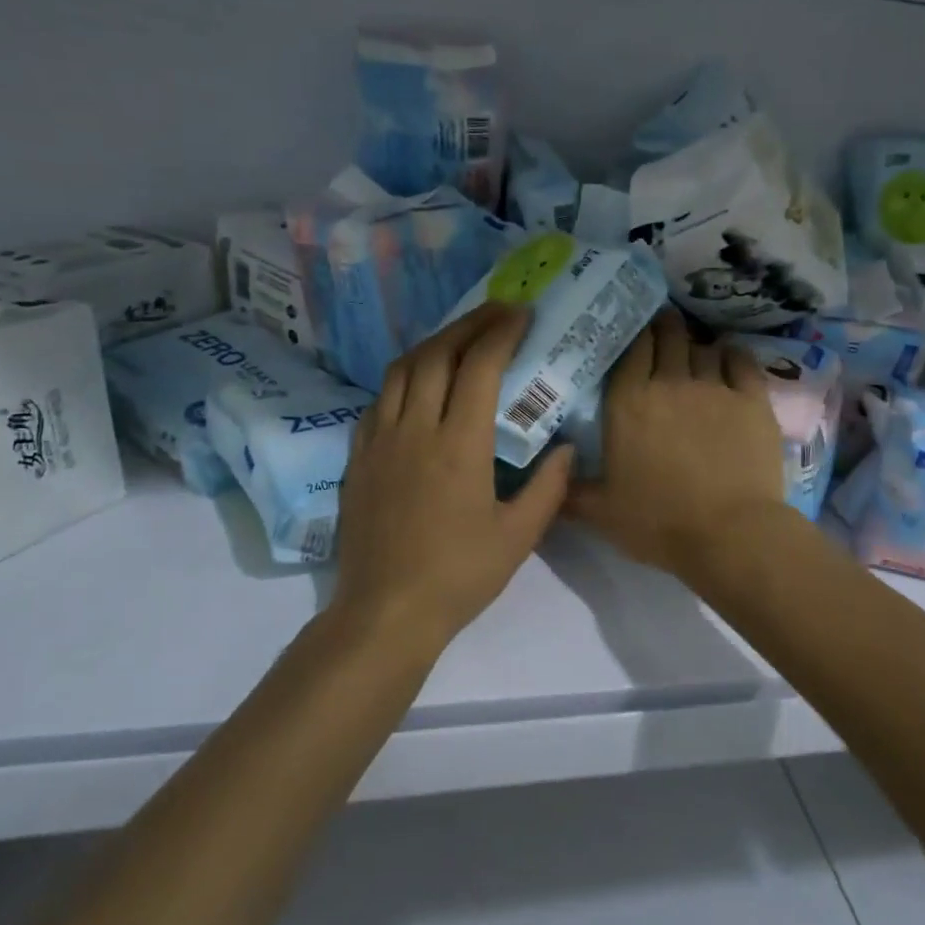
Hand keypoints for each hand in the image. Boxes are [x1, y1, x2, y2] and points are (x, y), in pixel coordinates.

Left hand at [333, 304, 573, 650]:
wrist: (385, 611)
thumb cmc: (458, 576)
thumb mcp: (519, 537)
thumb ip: (549, 487)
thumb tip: (567, 449)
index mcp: (459, 444)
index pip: (480, 366)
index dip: (502, 332)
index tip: (522, 314)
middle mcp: (415, 428)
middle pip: (437, 354)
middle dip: (469, 324)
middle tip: (496, 312)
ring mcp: (379, 440)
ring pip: (401, 369)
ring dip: (433, 343)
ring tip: (458, 338)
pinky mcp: (357, 457)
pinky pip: (378, 400)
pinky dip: (402, 378)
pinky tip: (416, 385)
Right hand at [567, 309, 789, 584]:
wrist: (729, 534)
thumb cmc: (659, 523)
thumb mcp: (601, 512)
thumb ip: (570, 491)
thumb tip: (546, 477)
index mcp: (628, 403)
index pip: (631, 349)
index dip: (634, 333)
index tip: (634, 330)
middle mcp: (669, 383)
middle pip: (668, 336)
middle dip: (665, 326)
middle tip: (664, 327)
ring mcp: (714, 387)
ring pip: (703, 347)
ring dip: (696, 345)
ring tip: (695, 351)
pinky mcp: (752, 400)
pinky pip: (741, 361)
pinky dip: (732, 355)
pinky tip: (729, 357)